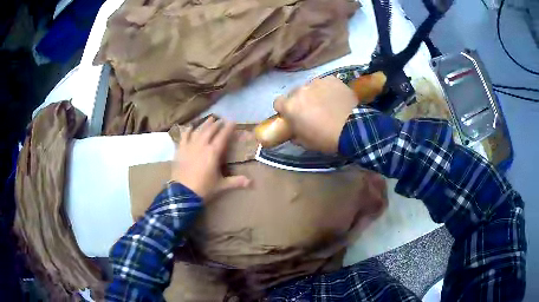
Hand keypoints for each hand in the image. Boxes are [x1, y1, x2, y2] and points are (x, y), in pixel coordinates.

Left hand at [171, 117, 250, 200]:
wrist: (183, 193)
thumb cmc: (204, 188)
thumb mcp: (222, 185)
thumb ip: (236, 181)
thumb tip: (251, 182)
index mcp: (213, 152)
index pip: (223, 136)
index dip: (228, 128)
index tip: (232, 121)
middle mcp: (202, 145)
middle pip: (210, 130)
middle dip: (217, 124)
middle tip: (221, 120)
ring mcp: (190, 146)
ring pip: (198, 131)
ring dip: (205, 124)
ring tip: (210, 119)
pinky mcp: (180, 150)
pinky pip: (184, 137)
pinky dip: (188, 131)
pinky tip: (190, 127)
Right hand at [274, 76, 357, 153]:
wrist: (352, 128)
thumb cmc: (325, 138)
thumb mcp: (305, 142)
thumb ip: (294, 133)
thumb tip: (294, 130)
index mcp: (290, 106)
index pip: (278, 103)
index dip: (284, 109)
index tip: (291, 116)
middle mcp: (300, 90)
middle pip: (295, 94)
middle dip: (300, 101)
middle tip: (311, 112)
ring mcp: (317, 82)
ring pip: (311, 87)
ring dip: (314, 94)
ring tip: (327, 105)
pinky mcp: (332, 79)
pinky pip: (326, 83)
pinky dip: (328, 90)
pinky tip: (336, 99)